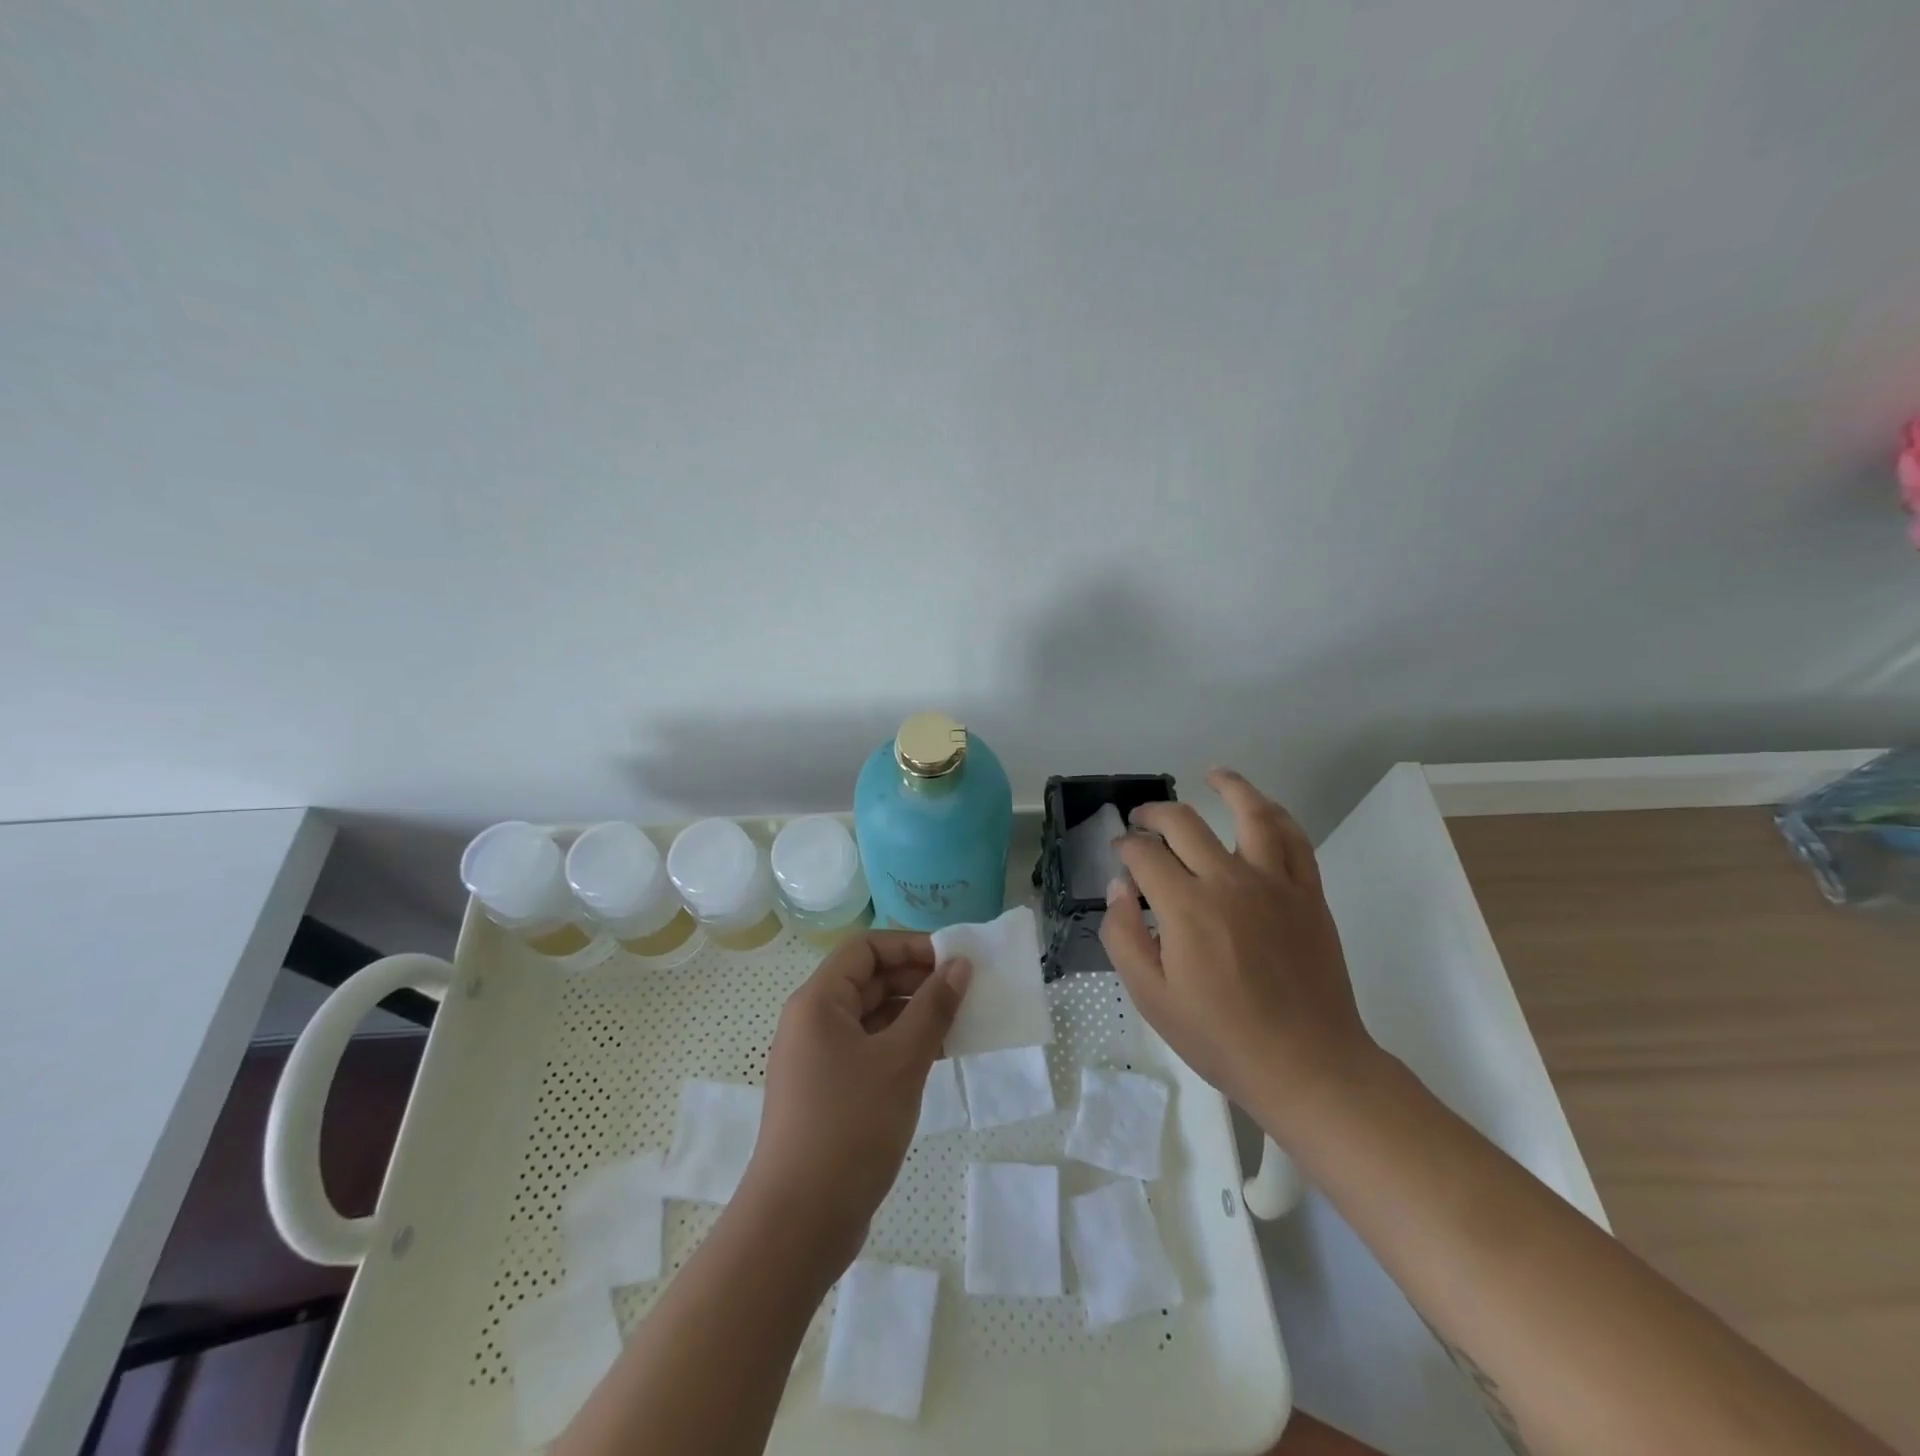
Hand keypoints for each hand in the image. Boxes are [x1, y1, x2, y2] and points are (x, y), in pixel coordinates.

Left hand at [742, 931, 970, 1269]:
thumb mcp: (901, 1060)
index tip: (952, 959)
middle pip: (868, 979)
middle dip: (917, 979)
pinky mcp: (827, 1091)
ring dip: (913, 1014)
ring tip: (959, 1023)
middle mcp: (812, 1021)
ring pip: (871, 1016)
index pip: (865, 948)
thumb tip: (959, 965)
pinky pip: (868, 1049)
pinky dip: (901, 1045)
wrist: (798, 1223)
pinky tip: (936, 1057)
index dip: (909, 945)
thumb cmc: (849, 1127)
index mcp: (818, 1001)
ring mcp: (817, 1058)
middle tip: (965, 991)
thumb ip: (933, 1008)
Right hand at [1099, 768, 1376, 1137]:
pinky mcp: (1308, 894)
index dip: (1124, 846)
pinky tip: (1264, 809)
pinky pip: (1295, 840)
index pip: (1144, 853)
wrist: (1306, 1064)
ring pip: (1251, 813)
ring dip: (1229, 786)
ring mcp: (1274, 883)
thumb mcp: (1151, 998)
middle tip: (1141, 819)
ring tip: (1212, 775)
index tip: (1119, 853)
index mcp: (1185, 906)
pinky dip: (1277, 816)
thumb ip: (1123, 936)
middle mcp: (1228, 880)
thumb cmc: (1220, 1036)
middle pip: (1184, 822)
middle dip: (1154, 814)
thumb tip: (1120, 887)